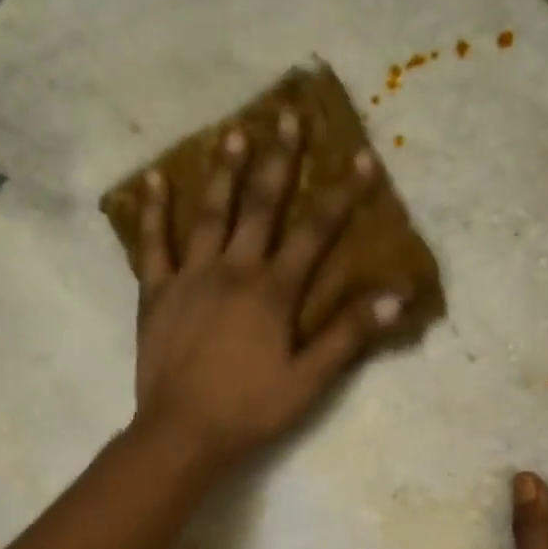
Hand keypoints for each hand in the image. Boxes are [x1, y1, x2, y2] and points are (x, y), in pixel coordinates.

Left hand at [131, 114, 405, 473]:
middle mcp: (233, 270)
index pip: (315, 232)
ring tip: (234, 131)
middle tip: (289, 116)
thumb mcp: (309, 381)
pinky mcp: (156, 293)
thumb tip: (394, 296)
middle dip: (279, 160)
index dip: (342, 195)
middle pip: (261, 205)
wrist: (182, 433)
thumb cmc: (250, 410)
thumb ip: (347, 335)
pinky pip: (153, 244)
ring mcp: (190, 277)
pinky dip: (154, 211)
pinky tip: (155, 180)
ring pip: (210, 213)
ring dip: (224, 171)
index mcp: (273, 291)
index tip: (362, 159)